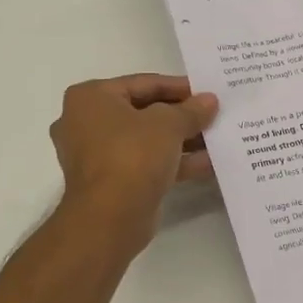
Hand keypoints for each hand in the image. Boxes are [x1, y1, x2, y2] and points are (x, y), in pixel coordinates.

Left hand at [49, 74, 218, 251]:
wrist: (110, 218)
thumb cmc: (132, 155)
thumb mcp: (168, 124)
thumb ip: (191, 110)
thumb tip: (209, 101)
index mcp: (91, 98)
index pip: (143, 83)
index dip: (179, 86)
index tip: (207, 91)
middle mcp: (86, 123)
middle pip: (144, 112)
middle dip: (181, 115)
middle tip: (213, 114)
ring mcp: (97, 155)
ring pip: (146, 140)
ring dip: (181, 140)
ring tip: (216, 138)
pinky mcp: (111, 182)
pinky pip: (146, 164)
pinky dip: (173, 162)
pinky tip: (208, 163)